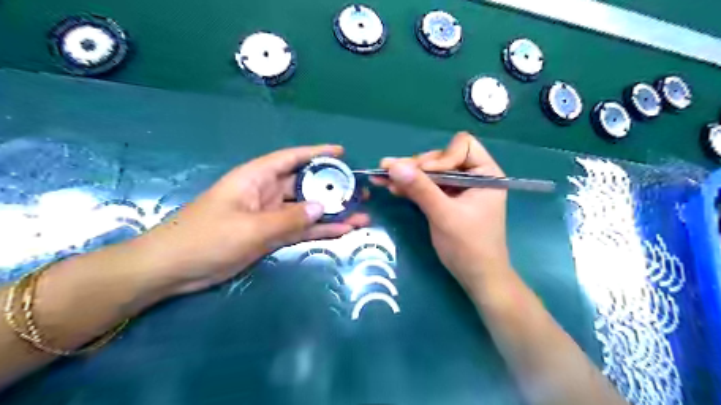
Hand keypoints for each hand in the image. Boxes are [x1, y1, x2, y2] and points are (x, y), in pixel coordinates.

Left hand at [132, 143, 368, 293]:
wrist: (174, 269)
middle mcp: (266, 193)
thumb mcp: (250, 228)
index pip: (292, 158)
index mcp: (256, 178)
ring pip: (307, 210)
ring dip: (331, 213)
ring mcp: (270, 216)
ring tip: (361, 215)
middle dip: (332, 187)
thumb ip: (288, 218)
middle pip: (305, 185)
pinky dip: (319, 230)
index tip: (342, 152)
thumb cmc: (206, 238)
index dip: (317, 153)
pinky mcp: (270, 235)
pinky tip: (342, 231)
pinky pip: (300, 229)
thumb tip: (321, 207)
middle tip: (360, 192)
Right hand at [375, 135, 508, 289]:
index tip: (423, 175)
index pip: (462, 147)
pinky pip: (428, 187)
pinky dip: (411, 187)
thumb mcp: (444, 215)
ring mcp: (459, 189)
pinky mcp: (447, 200)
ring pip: (431, 173)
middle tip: (390, 171)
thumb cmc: (469, 247)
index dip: (440, 158)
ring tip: (382, 176)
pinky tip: (392, 187)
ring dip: (408, 176)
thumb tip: (393, 165)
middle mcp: (473, 176)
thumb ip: (420, 189)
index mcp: (486, 174)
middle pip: (441, 158)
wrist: (477, 277)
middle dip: (417, 167)